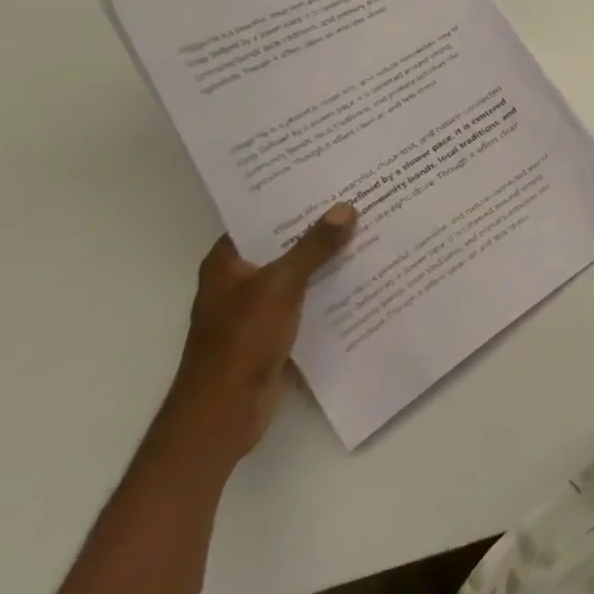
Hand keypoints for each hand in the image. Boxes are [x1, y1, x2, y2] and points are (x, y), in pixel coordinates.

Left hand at [156, 202, 356, 464]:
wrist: (223, 413)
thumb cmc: (242, 341)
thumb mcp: (282, 285)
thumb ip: (314, 247)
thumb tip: (344, 208)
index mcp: (226, 264)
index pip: (259, 219)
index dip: (290, 200)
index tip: (327, 180)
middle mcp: (238, 281)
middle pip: (282, 244)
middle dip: (317, 227)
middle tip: (359, 199)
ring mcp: (256, 308)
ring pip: (297, 272)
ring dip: (327, 258)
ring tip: (369, 230)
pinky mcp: (274, 331)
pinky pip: (307, 298)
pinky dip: (328, 287)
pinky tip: (362, 275)